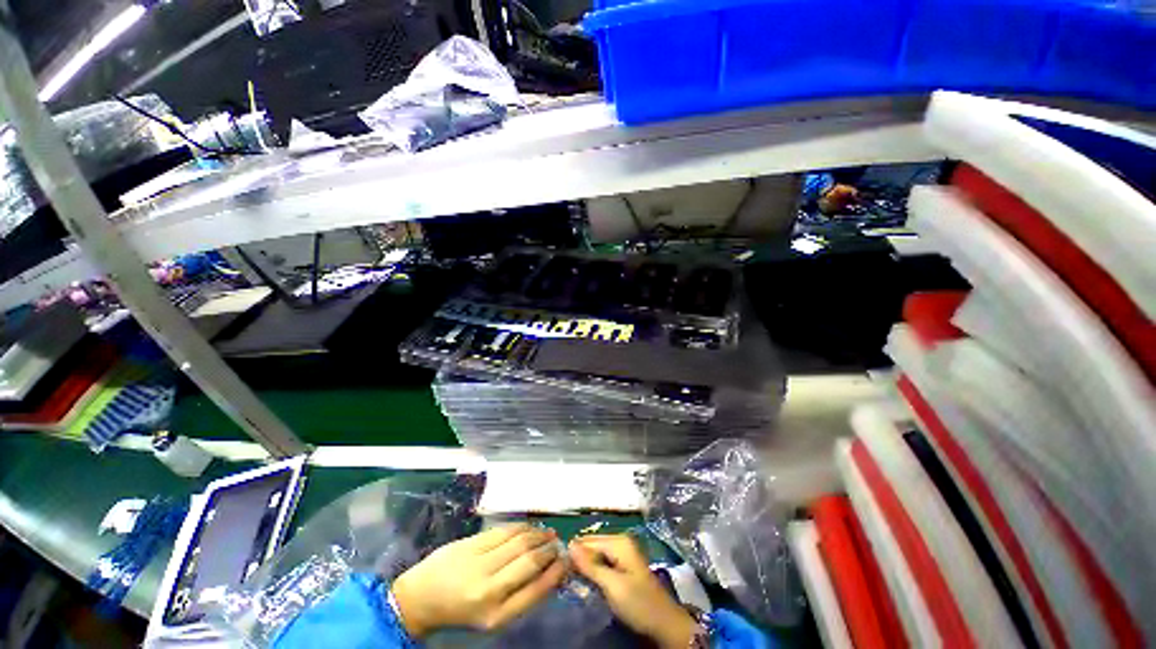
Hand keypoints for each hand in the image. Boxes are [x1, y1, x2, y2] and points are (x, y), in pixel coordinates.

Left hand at [391, 524, 566, 637]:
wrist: (420, 598)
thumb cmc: (460, 612)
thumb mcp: (493, 617)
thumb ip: (521, 596)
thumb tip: (549, 571)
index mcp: (496, 615)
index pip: (536, 589)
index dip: (556, 572)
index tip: (566, 561)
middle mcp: (489, 589)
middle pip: (530, 560)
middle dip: (548, 550)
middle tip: (559, 544)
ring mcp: (478, 563)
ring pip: (519, 541)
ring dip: (538, 535)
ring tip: (548, 534)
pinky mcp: (471, 543)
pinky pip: (504, 530)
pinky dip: (522, 527)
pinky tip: (530, 528)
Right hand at [569, 535, 699, 648]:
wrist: (665, 624)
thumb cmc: (639, 603)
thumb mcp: (612, 585)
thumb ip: (590, 565)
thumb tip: (569, 544)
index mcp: (619, 541)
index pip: (587, 541)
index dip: (573, 553)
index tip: (559, 569)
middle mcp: (620, 542)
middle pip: (592, 546)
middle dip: (579, 559)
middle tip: (564, 576)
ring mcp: (623, 555)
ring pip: (596, 556)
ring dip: (585, 567)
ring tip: (572, 581)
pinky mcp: (623, 568)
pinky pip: (602, 564)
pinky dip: (594, 572)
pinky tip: (586, 583)